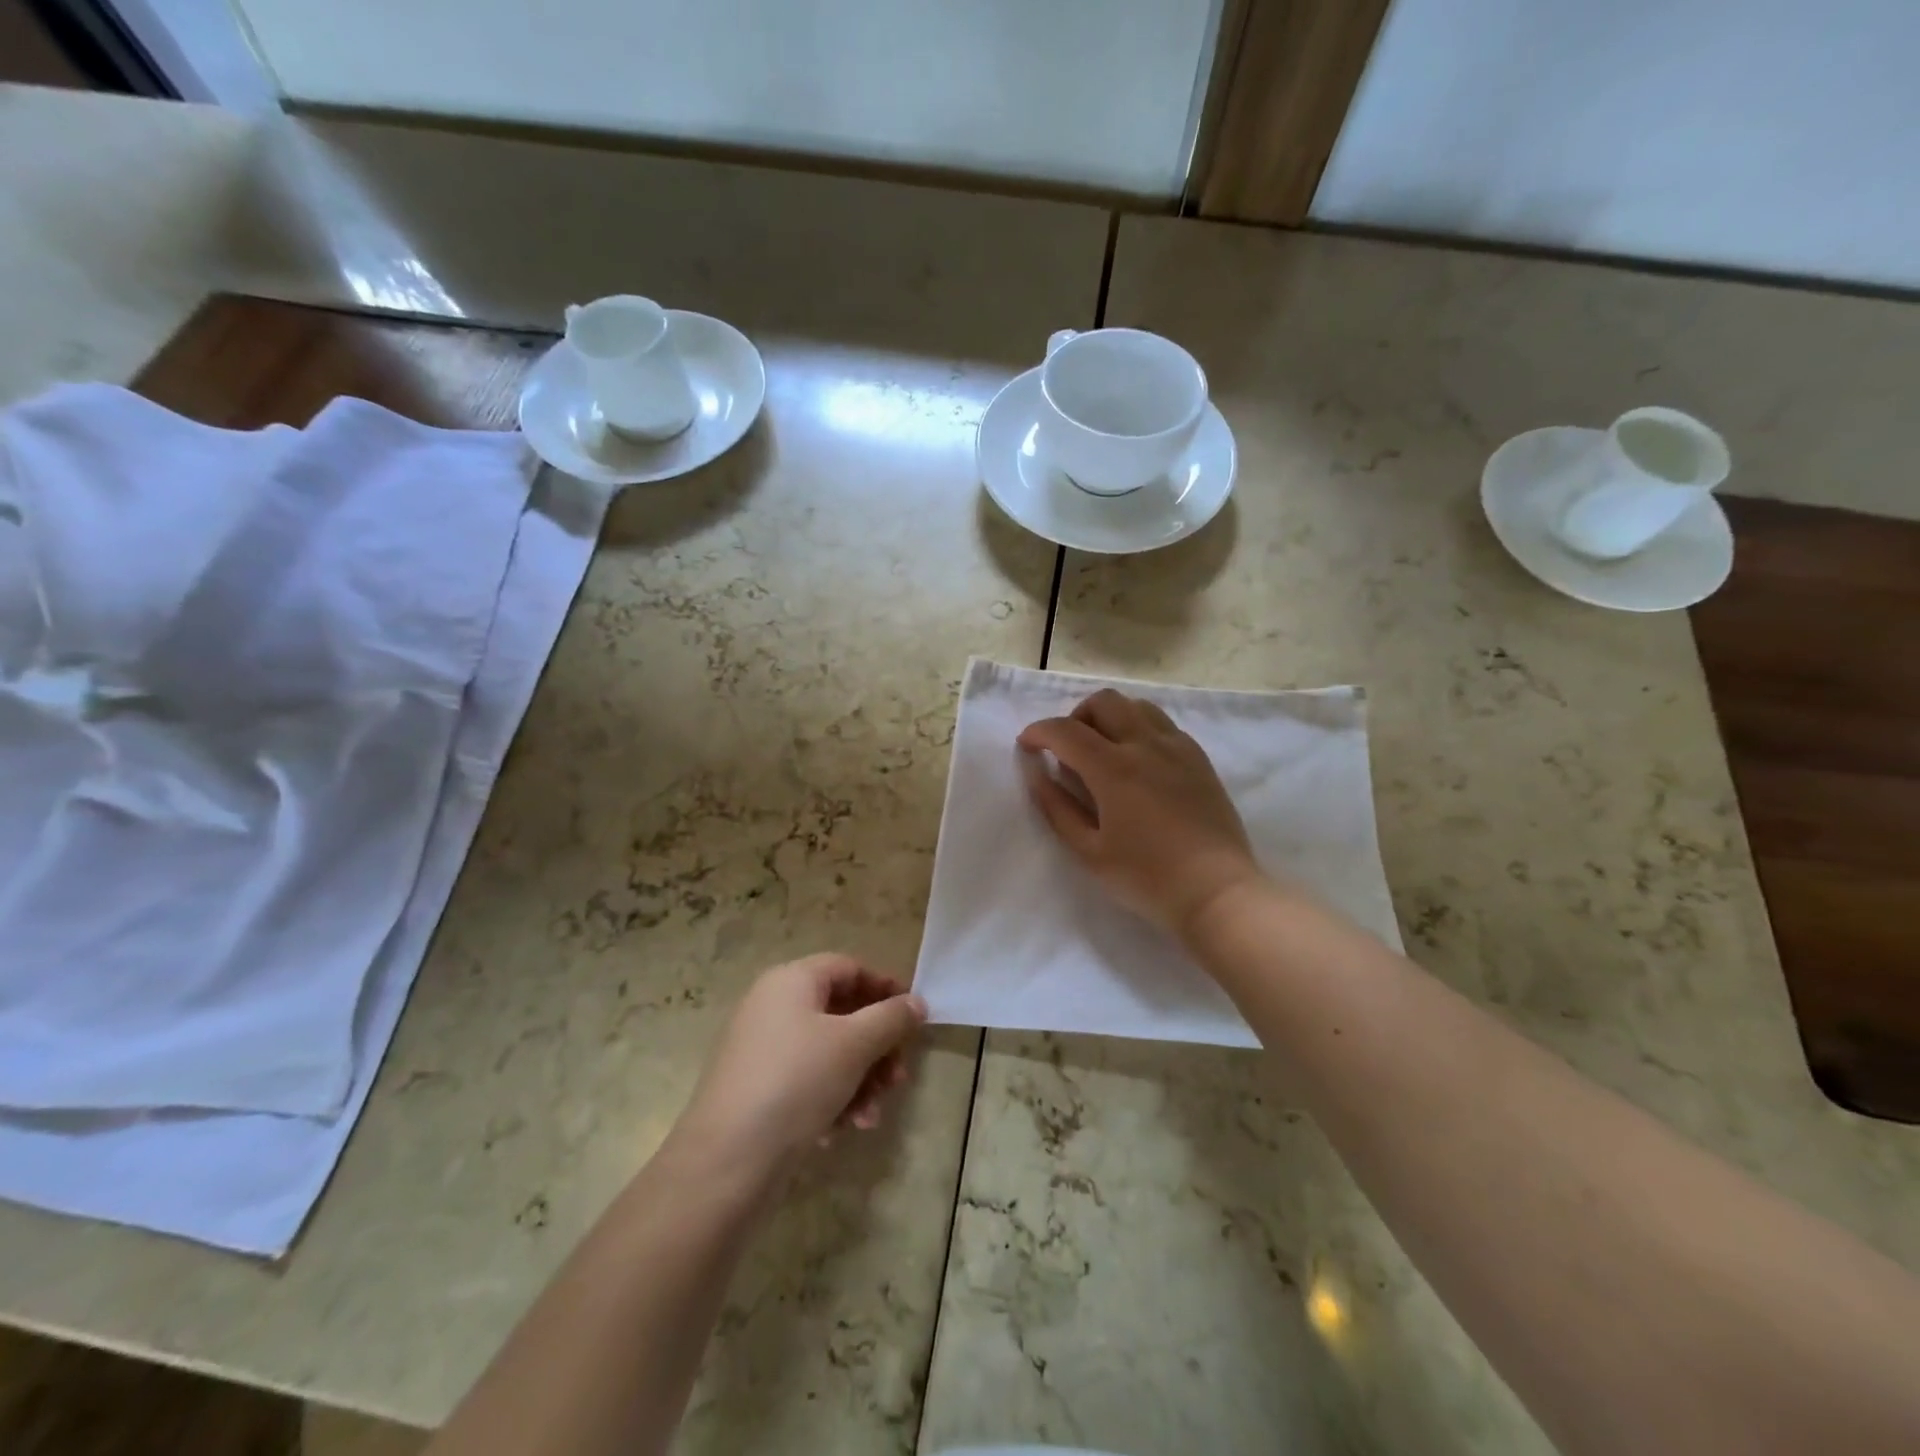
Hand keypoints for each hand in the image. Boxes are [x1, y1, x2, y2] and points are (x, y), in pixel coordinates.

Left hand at [676, 954, 926, 1177]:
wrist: (726, 1160)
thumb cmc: (796, 1082)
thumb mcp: (854, 1045)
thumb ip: (891, 1019)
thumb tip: (917, 1002)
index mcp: (791, 981)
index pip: (849, 968)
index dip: (884, 988)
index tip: (913, 1018)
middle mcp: (773, 1006)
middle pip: (841, 1014)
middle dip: (876, 1048)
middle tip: (898, 1079)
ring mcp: (761, 1048)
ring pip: (827, 1053)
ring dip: (859, 1081)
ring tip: (871, 1116)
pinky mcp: (756, 1088)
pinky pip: (805, 1081)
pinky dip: (830, 1099)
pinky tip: (840, 1131)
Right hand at [1018, 688, 1263, 938]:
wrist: (1217, 892)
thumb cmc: (1147, 878)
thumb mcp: (1089, 851)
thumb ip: (1057, 807)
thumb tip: (1037, 773)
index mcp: (1114, 768)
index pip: (1066, 730)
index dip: (1039, 732)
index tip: (1026, 745)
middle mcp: (1146, 745)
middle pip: (1104, 701)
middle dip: (1075, 716)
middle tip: (1067, 749)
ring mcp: (1177, 748)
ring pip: (1137, 706)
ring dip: (1110, 717)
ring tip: (1102, 751)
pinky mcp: (1198, 758)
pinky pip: (1162, 724)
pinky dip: (1139, 729)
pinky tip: (1137, 763)